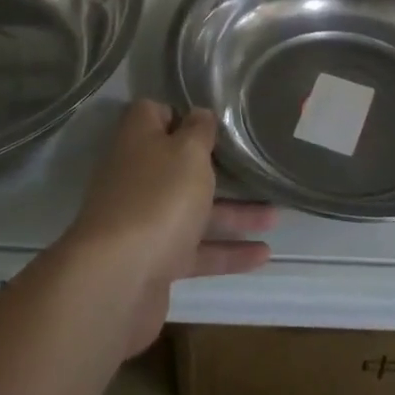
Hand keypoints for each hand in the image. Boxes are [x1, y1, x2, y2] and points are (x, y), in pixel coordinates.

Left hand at [62, 99, 274, 355]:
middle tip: (253, 164)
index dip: (181, 113)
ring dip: (233, 213)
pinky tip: (264, 256)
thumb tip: (199, 114)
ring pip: (193, 210)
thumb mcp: (187, 152)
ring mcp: (144, 221)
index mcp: (138, 142)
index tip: (213, 119)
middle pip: (177, 165)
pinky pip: (197, 251)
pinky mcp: (155, 262)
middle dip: (215, 167)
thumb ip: (199, 130)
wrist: (118, 281)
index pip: (154, 114)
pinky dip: (228, 252)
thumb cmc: (157, 198)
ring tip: (277, 215)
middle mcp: (137, 177)